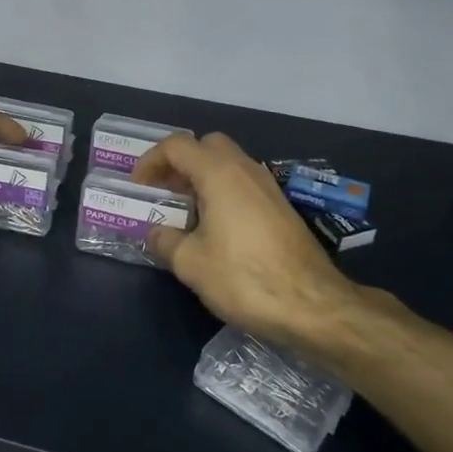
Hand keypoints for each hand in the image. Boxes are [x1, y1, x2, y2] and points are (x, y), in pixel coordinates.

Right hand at [133, 133, 361, 353]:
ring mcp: (268, 187)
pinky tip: (216, 229)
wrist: (313, 305)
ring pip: (229, 164)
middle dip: (180, 163)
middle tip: (165, 192)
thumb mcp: (191, 264)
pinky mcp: (281, 208)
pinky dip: (223, 193)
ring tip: (185, 213)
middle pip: (207, 146)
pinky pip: (244, 184)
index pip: (177, 145)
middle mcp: (246, 170)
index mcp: (219, 173)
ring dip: (203, 178)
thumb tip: (156, 233)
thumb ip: (166, 241)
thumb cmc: (244, 278)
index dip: (151, 161)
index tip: (139, 188)